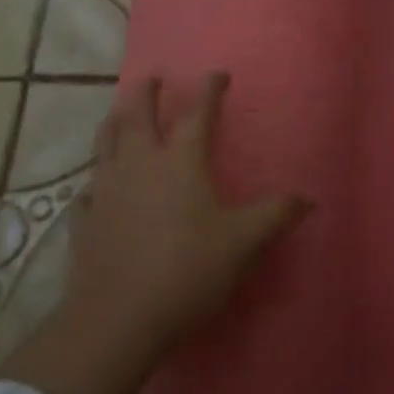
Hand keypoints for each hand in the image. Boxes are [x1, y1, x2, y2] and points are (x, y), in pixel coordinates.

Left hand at [0, 71, 308, 393]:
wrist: (118, 318)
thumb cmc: (188, 270)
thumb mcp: (243, 243)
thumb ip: (275, 215)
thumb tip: (308, 198)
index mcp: (180, 162)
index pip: (197, 114)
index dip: (209, 91)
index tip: (217, 74)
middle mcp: (139, 164)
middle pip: (137, 114)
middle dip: (146, 92)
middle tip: (153, 78)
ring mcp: (106, 190)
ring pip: (105, 142)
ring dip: (114, 121)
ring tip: (120, 113)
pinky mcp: (85, 220)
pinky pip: (88, 189)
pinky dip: (96, 179)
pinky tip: (97, 187)